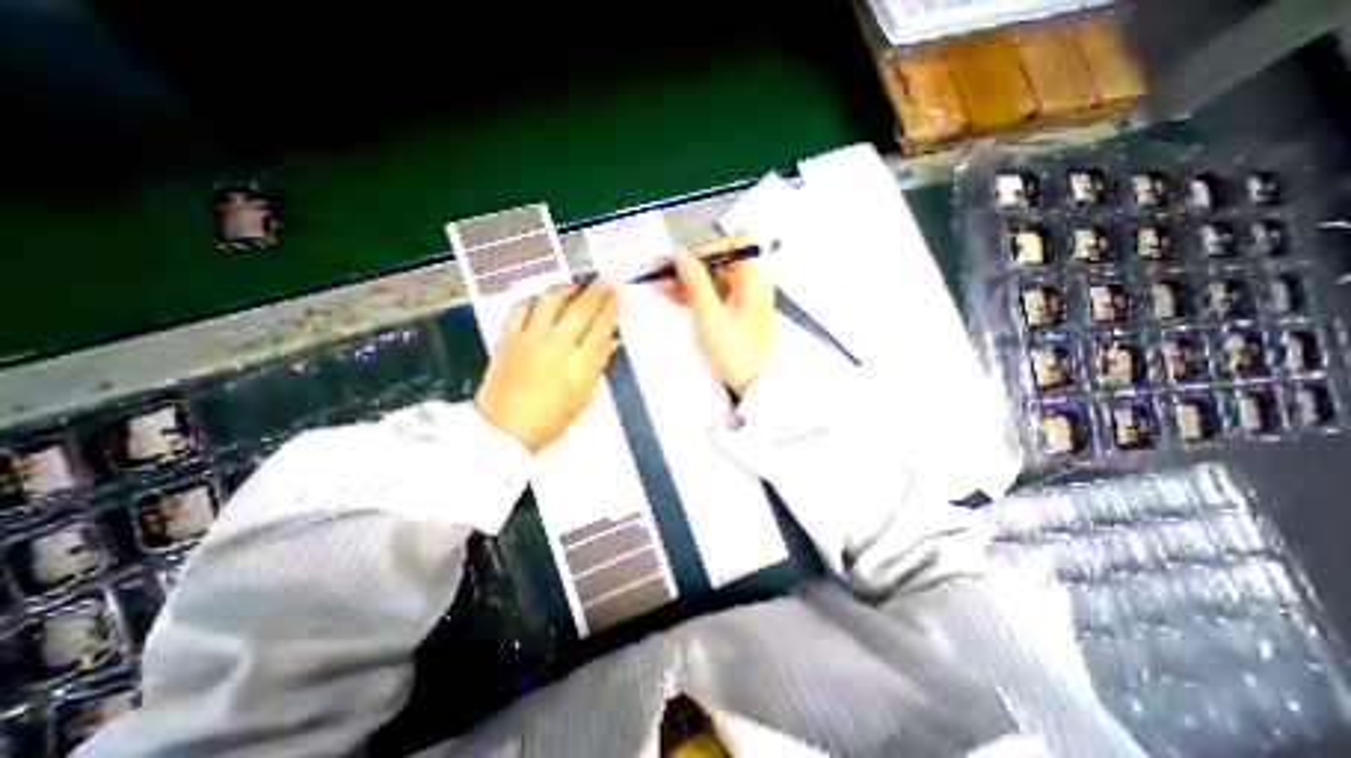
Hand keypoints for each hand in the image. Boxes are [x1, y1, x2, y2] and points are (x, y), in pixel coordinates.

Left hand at [475, 281, 620, 451]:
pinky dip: (533, 301)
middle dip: (597, 291)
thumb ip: (597, 366)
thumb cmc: (550, 421)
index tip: (617, 294)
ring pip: (551, 301)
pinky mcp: (507, 338)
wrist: (503, 430)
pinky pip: (520, 309)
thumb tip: (610, 341)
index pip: (602, 326)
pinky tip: (540, 301)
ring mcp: (530, 339)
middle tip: (604, 281)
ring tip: (574, 287)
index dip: (612, 307)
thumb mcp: (583, 398)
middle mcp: (558, 345)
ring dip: (566, 289)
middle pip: (582, 309)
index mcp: (581, 365)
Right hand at [660, 241, 775, 395]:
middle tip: (660, 268)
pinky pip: (711, 295)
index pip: (729, 247)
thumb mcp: (711, 316)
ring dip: (685, 280)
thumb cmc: (737, 353)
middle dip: (688, 265)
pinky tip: (670, 293)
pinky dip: (692, 294)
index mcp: (753, 280)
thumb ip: (696, 283)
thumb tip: (682, 257)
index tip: (679, 257)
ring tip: (658, 281)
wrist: (751, 383)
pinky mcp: (732, 311)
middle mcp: (749, 284)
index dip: (702, 249)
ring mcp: (741, 298)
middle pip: (717, 264)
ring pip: (710, 280)